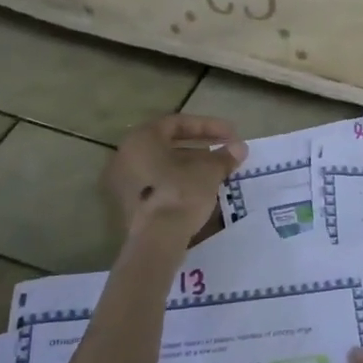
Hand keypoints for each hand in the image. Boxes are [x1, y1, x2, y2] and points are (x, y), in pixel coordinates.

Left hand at [103, 115, 247, 240]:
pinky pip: (156, 184)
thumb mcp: (208, 172)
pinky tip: (200, 190)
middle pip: (168, 144)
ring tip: (216, 172)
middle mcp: (126, 155)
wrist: (156, 240)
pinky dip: (178, 182)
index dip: (208, 126)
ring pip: (162, 166)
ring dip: (190, 165)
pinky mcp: (128, 204)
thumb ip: (223, 156)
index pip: (178, 122)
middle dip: (200, 147)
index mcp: (141, 139)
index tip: (231, 134)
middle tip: (224, 152)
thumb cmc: (180, 194)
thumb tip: (239, 148)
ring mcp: (123, 181)